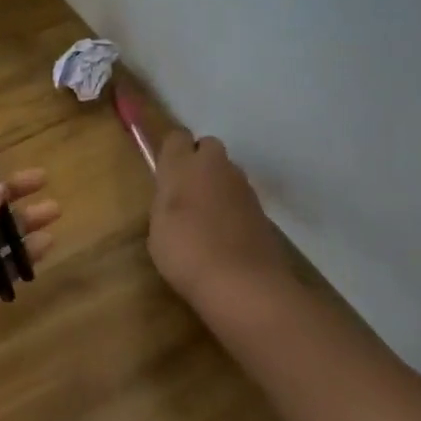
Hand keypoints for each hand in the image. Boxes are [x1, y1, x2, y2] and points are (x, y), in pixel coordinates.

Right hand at [149, 129, 293, 300]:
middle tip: (185, 191)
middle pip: (207, 147)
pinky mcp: (262, 210)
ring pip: (227, 172)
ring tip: (205, 217)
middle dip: (198, 161)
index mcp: (183, 165)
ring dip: (217, 185)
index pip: (177, 137)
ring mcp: (243, 187)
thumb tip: (173, 196)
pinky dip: (232, 209)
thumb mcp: (158, 227)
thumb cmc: (186, 251)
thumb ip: (165, 202)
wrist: (243, 283)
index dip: (172, 151)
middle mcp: (215, 167)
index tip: (164, 172)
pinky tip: (224, 235)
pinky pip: (240, 198)